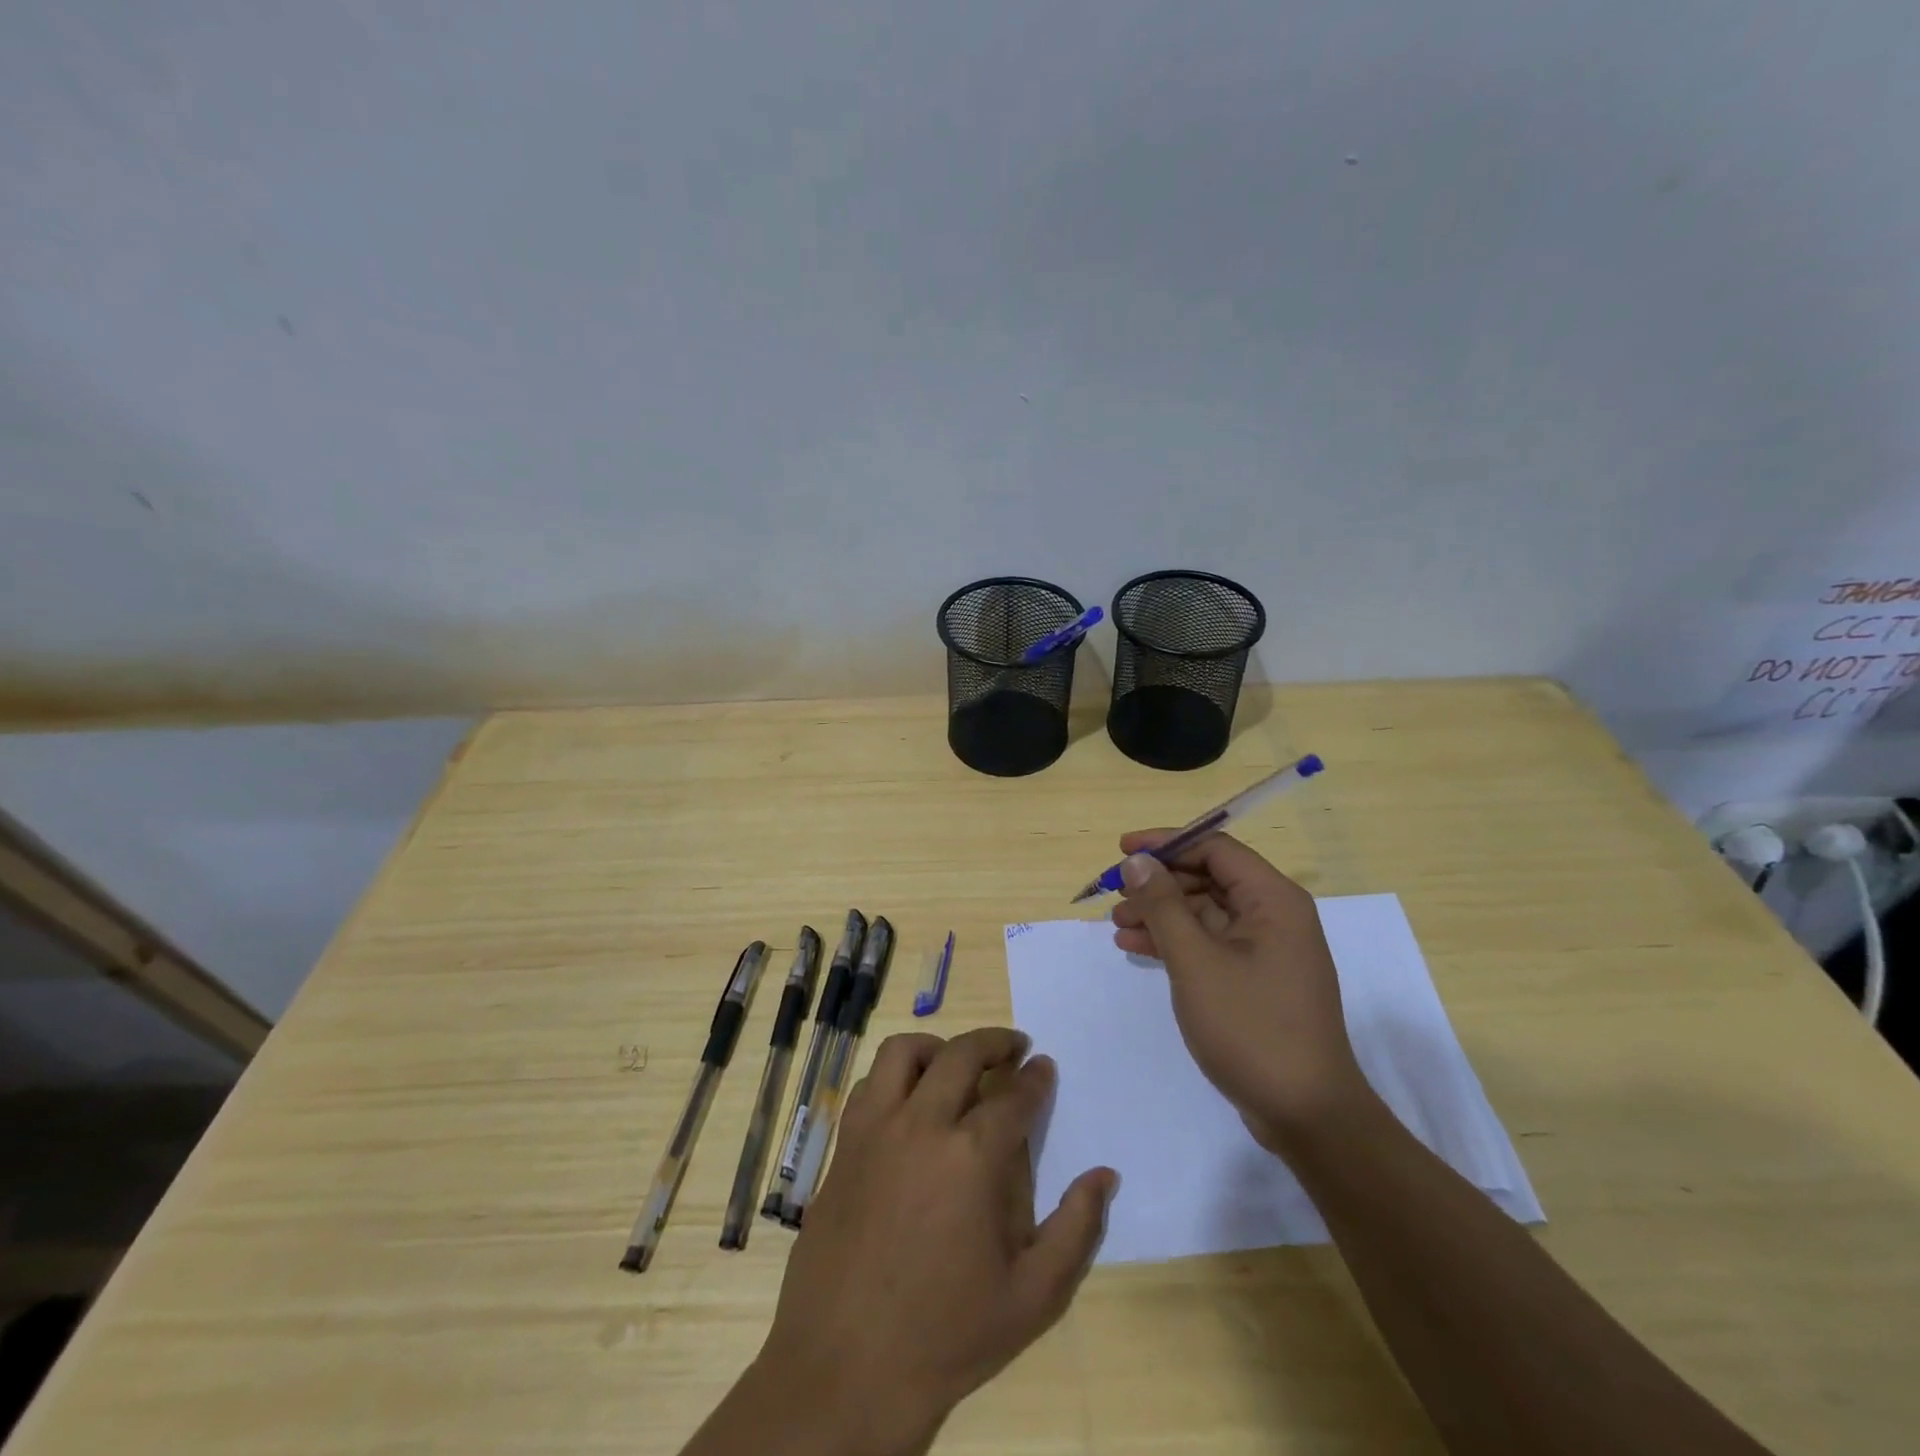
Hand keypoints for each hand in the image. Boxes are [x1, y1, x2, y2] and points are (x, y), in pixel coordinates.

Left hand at [757, 1028, 1116, 1453]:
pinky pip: (868, 1084)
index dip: (1035, 1079)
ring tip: (956, 1061)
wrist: (846, 1368)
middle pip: (961, 1055)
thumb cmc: (947, 1335)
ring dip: (937, 1046)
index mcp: (971, 1158)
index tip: (1044, 1067)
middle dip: (995, 1042)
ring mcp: (874, 1130)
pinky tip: (909, 1099)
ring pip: (903, 1052)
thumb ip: (1076, 1229)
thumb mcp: (1032, 1298)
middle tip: (1014, 1047)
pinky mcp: (843, 1144)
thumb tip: (1105, 1175)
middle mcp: (921, 1126)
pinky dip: (894, 1075)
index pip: (1013, 1097)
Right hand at [1110, 831, 1366, 1147]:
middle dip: (1159, 883)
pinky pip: (1210, 943)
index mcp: (1273, 899)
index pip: (1214, 848)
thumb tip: (1137, 860)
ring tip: (1117, 925)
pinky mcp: (1256, 979)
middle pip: (1208, 878)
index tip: (1122, 850)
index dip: (1166, 843)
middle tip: (1114, 894)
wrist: (1305, 1113)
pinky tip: (1137, 948)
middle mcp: (1274, 915)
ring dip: (1161, 914)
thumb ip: (1163, 905)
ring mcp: (1267, 949)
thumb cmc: (1251, 1026)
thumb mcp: (1196, 960)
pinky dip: (1175, 942)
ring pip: (1205, 912)